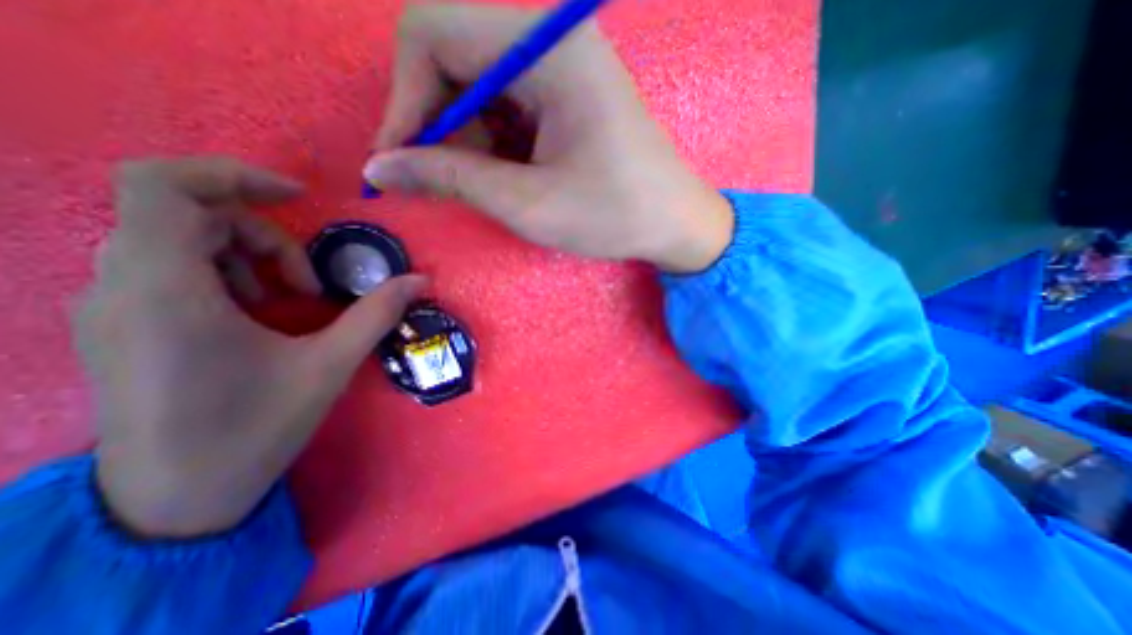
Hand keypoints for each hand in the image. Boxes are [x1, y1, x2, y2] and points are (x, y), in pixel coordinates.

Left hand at [76, 155, 425, 536]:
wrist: (175, 499)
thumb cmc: (254, 429)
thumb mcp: (330, 365)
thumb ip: (377, 313)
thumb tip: (420, 280)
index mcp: (165, 291)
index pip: (161, 186)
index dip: (232, 175)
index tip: (297, 196)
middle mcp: (120, 287)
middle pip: (186, 214)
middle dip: (263, 236)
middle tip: (308, 282)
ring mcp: (111, 307)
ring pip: (176, 240)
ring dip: (246, 256)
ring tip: (287, 300)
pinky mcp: (119, 325)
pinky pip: (168, 268)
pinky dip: (224, 274)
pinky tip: (257, 314)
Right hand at [362, 3, 733, 274]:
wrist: (671, 223)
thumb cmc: (612, 216)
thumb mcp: (529, 204)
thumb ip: (451, 178)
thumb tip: (382, 167)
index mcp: (548, 47)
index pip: (433, 31)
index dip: (404, 99)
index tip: (398, 161)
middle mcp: (551, 37)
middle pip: (452, 55)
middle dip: (438, 123)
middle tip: (446, 181)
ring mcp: (561, 63)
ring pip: (476, 84)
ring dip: (467, 137)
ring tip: (491, 186)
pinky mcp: (566, 92)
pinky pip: (505, 102)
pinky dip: (492, 140)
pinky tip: (510, 174)